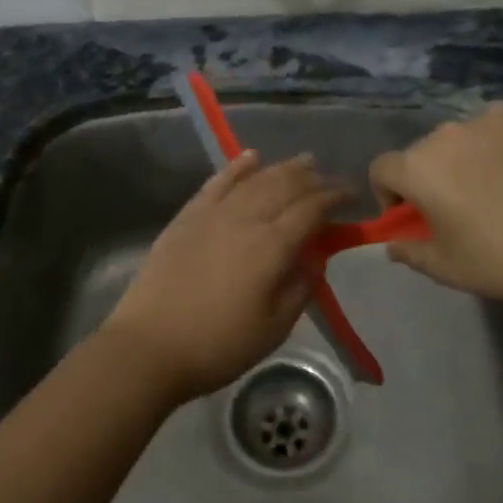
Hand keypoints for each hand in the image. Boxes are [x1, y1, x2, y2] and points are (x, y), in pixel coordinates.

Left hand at [106, 151, 349, 403]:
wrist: (149, 346)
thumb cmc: (218, 345)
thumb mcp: (274, 328)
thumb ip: (300, 287)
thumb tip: (316, 256)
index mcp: (271, 246)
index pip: (312, 210)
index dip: (335, 198)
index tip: (353, 195)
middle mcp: (246, 218)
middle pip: (286, 187)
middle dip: (314, 179)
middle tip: (331, 179)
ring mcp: (213, 213)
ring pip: (256, 179)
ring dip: (284, 168)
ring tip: (305, 161)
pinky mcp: (188, 216)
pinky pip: (218, 181)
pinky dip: (238, 166)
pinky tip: (252, 156)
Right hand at [368, 102, 502, 316]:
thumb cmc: (500, 261)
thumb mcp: (445, 268)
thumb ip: (409, 252)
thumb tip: (393, 244)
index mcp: (417, 168)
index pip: (382, 168)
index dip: (390, 194)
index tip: (413, 217)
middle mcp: (445, 133)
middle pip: (422, 151)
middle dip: (430, 175)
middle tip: (459, 206)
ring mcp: (487, 119)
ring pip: (461, 136)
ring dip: (464, 156)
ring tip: (496, 186)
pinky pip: (497, 123)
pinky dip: (499, 140)